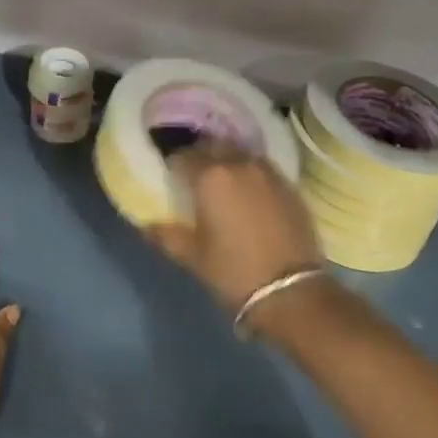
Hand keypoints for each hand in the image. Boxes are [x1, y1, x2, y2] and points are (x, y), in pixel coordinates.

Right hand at [148, 142, 323, 314]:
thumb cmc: (233, 272)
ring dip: (228, 160)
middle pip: (213, 146)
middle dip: (201, 155)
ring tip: (223, 179)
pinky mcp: (290, 185)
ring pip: (241, 153)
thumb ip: (167, 235)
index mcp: (210, 177)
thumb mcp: (193, 256)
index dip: (174, 164)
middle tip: (195, 174)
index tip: (171, 175)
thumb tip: (145, 225)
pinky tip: (249, 192)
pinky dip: (251, 173)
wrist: (292, 291)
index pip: (183, 156)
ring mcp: (268, 172)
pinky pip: (263, 168)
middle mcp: (239, 164)